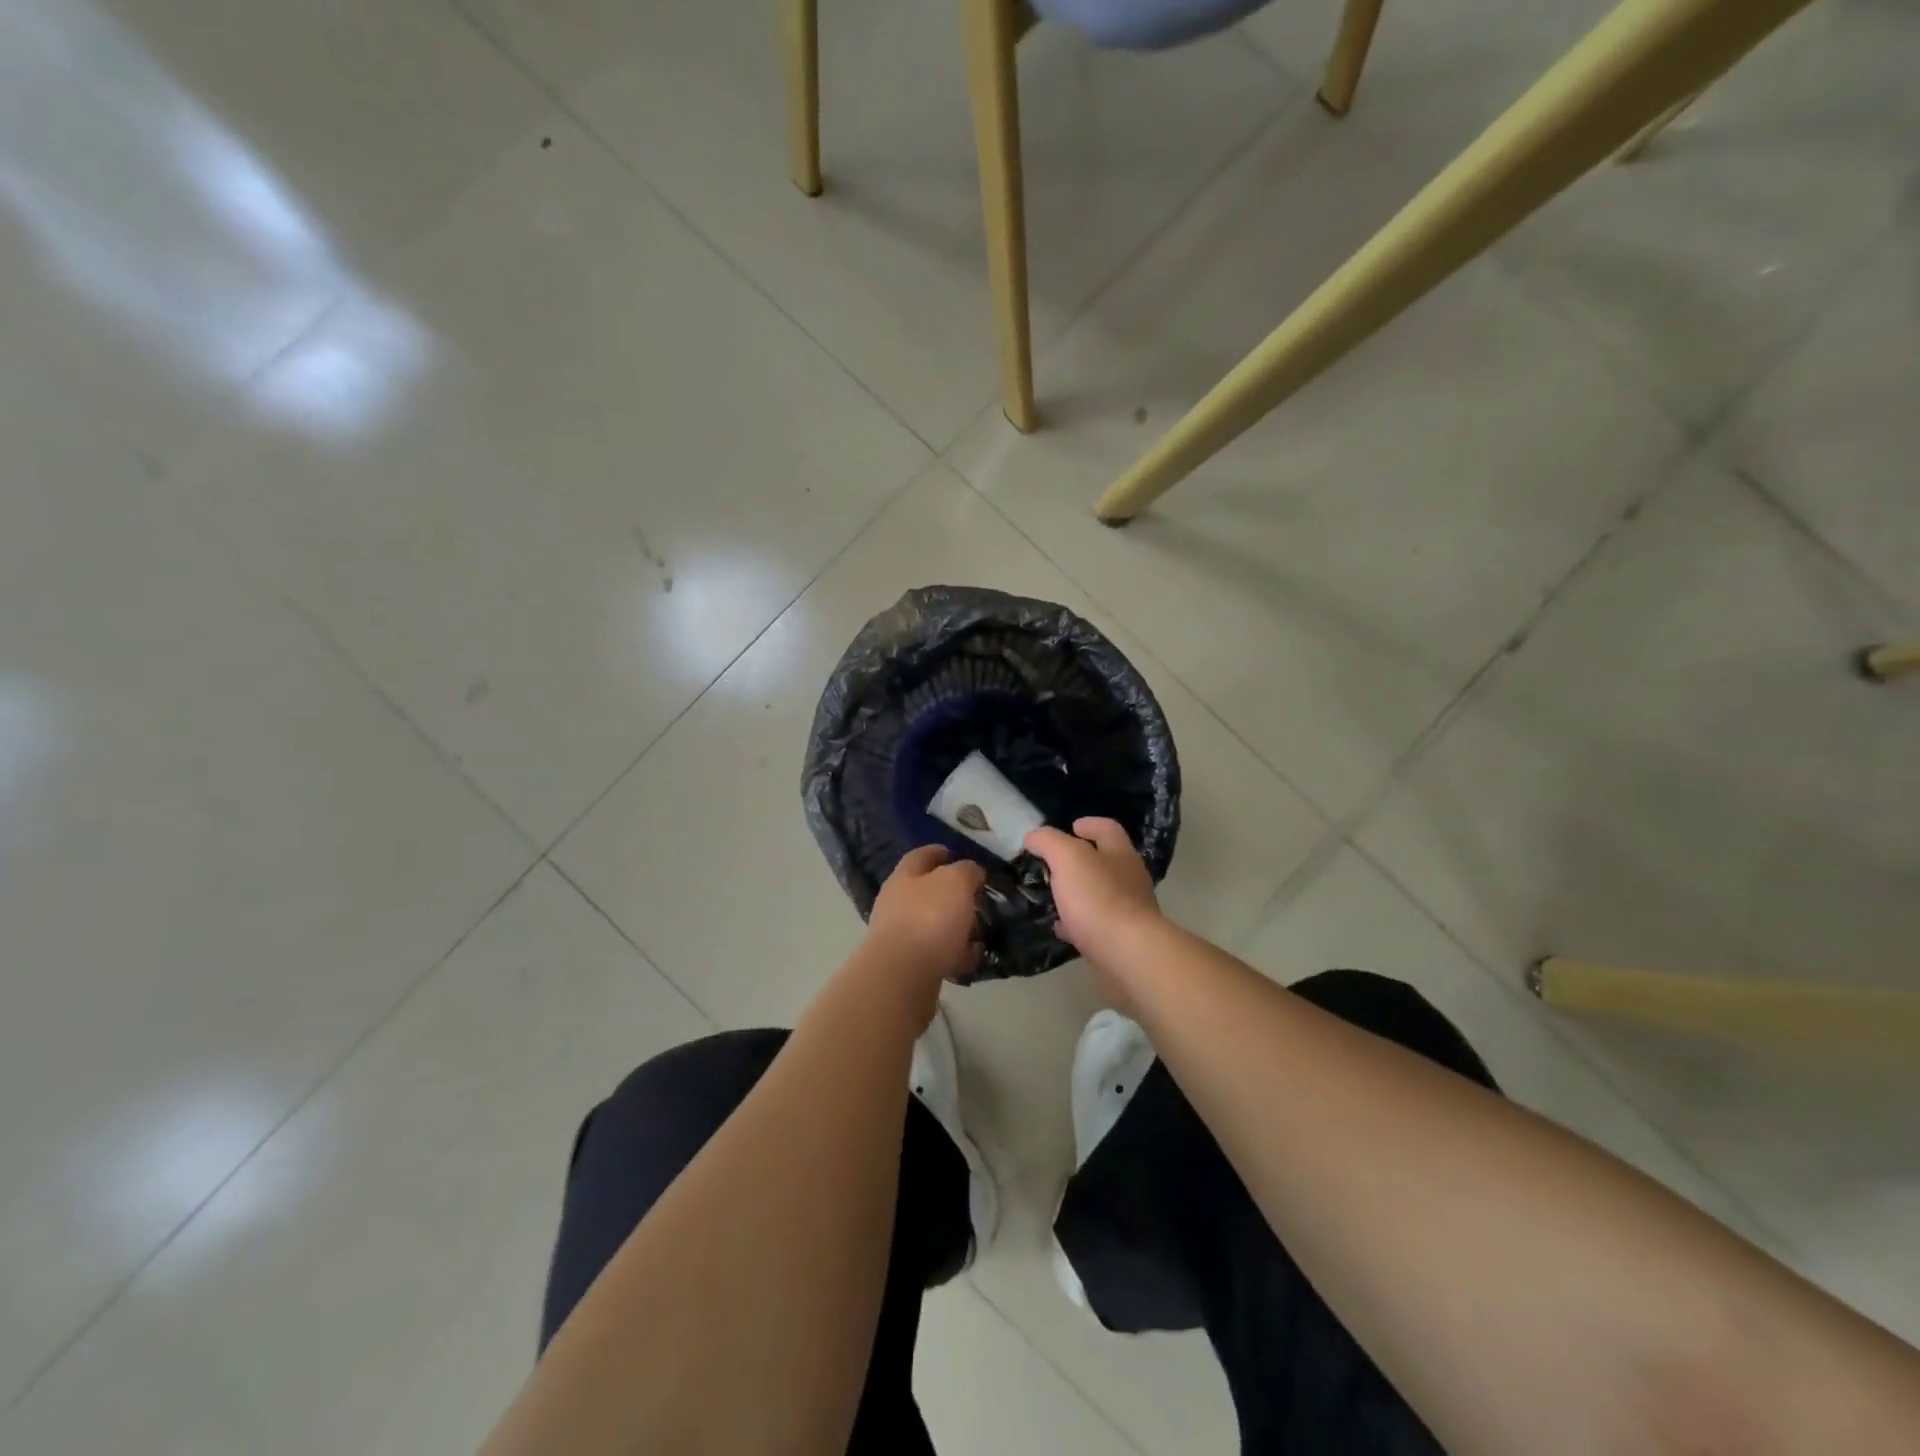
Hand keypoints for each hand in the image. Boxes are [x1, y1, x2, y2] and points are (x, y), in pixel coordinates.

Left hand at [866, 845, 984, 991]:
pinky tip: (973, 956)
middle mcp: (896, 903)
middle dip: (949, 893)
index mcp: (904, 877)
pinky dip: (955, 953)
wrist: (904, 974)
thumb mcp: (956, 881)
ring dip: (954, 926)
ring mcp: (900, 936)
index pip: (920, 856)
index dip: (937, 852)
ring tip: (979, 930)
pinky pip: (937, 953)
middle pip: (925, 891)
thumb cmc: (929, 916)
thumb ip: (966, 871)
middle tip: (974, 895)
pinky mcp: (908, 965)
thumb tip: (971, 871)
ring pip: (931, 924)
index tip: (953, 852)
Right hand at [1023, 818, 1160, 975]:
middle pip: (1106, 861)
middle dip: (1081, 860)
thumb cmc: (1098, 897)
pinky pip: (1095, 925)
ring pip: (1100, 894)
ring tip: (1051, 895)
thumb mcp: (1067, 858)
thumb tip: (1034, 835)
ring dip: (1077, 893)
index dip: (1090, 823)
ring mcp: (1128, 911)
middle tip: (1053, 863)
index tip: (1072, 826)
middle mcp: (1129, 879)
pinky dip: (1077, 923)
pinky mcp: (1121, 940)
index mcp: (1120, 853)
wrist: (1127, 954)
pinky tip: (1060, 928)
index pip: (1108, 828)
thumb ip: (1049, 842)